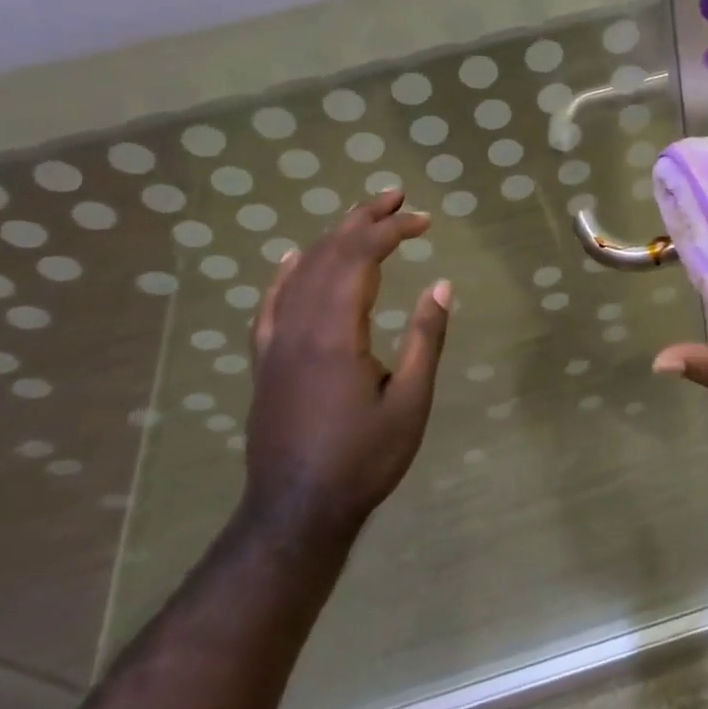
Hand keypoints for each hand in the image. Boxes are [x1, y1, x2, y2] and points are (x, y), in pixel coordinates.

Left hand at [242, 190, 451, 543]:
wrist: (296, 512)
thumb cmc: (363, 460)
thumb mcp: (411, 402)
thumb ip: (425, 339)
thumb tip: (441, 285)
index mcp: (335, 333)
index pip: (361, 258)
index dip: (393, 230)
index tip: (425, 220)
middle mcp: (299, 327)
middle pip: (328, 254)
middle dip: (364, 220)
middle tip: (397, 196)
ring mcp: (276, 343)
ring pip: (300, 272)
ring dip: (332, 238)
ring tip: (362, 216)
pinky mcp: (266, 361)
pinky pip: (270, 304)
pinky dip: (284, 273)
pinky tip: (292, 257)